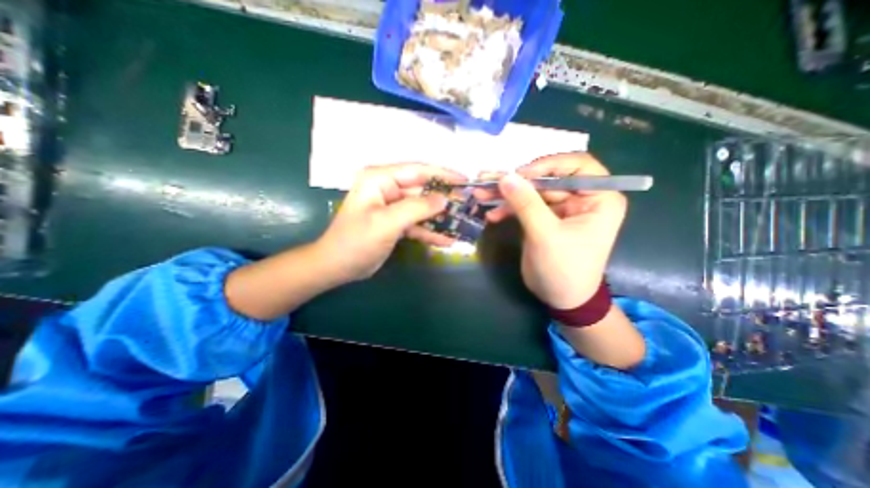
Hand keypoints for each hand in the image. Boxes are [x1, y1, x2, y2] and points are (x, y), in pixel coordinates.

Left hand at [318, 162, 465, 280]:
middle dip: (444, 200)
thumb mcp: (387, 222)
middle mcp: (387, 189)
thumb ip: (417, 208)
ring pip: (422, 208)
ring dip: (440, 218)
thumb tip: (444, 199)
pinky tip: (446, 240)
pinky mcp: (395, 223)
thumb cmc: (356, 241)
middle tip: (467, 206)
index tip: (465, 181)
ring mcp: (392, 207)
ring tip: (461, 225)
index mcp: (380, 179)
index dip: (443, 174)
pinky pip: (416, 224)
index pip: (417, 170)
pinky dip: (430, 231)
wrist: (337, 267)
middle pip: (422, 190)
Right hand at [476, 153, 624, 308]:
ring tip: (481, 194)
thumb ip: (526, 204)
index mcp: (599, 198)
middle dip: (518, 181)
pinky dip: (508, 209)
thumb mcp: (546, 235)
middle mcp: (582, 198)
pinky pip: (525, 206)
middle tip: (489, 180)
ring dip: (507, 194)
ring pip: (532, 191)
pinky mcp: (544, 218)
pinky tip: (492, 215)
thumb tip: (506, 176)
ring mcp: (561, 208)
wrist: (559, 298)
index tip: (520, 174)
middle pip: (548, 178)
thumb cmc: (564, 269)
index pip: (577, 165)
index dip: (548, 165)